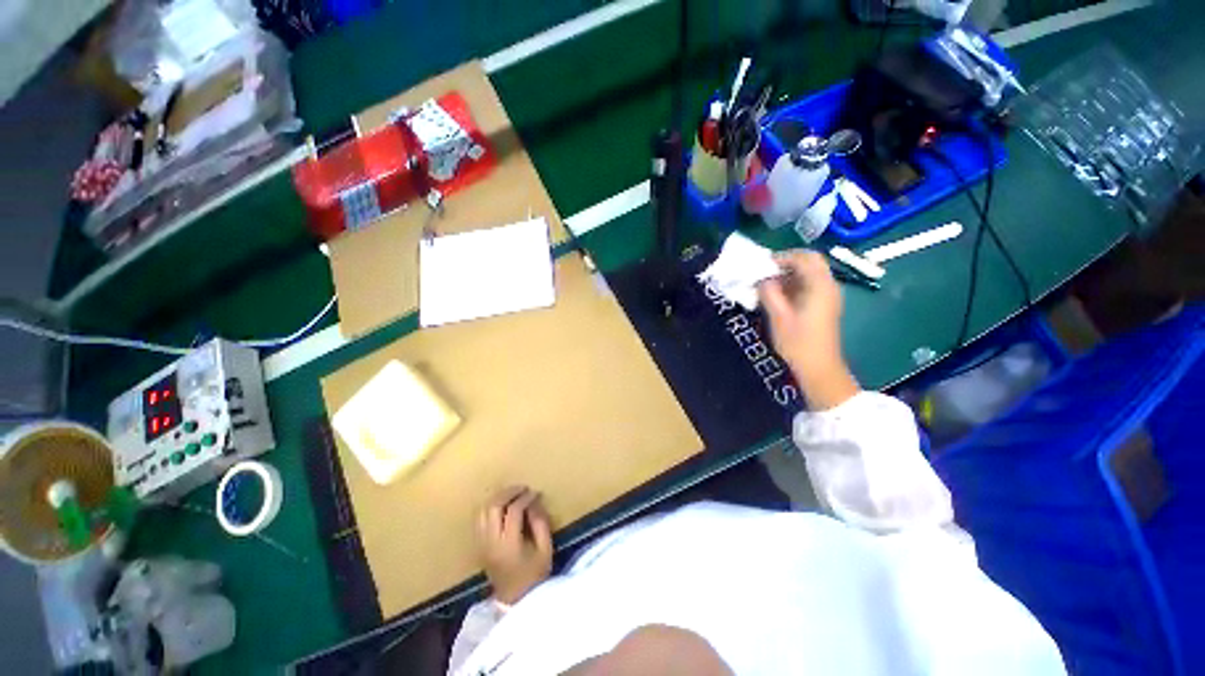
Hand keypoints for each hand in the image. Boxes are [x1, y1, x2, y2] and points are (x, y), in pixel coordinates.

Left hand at [477, 486, 552, 604]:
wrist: (515, 601)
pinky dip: (489, 507)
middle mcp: (491, 542)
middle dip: (508, 492)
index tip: (535, 493)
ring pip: (483, 511)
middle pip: (494, 507)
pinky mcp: (479, 546)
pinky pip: (479, 519)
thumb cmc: (535, 576)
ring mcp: (482, 544)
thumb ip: (541, 523)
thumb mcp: (545, 549)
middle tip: (522, 488)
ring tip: (512, 493)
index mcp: (509, 545)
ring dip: (497, 498)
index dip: (525, 498)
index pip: (513, 511)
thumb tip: (534, 502)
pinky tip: (501, 505)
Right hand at [758, 251, 859, 409]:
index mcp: (820, 286)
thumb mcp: (778, 316)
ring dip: (788, 273)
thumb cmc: (798, 342)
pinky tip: (777, 295)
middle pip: (809, 262)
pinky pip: (808, 284)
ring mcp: (828, 295)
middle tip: (764, 272)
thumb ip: (769, 292)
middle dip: (785, 263)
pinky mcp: (824, 304)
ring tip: (766, 284)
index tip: (761, 266)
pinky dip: (793, 284)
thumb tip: (761, 278)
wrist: (819, 367)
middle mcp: (828, 285)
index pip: (804, 258)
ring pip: (809, 273)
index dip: (781, 257)